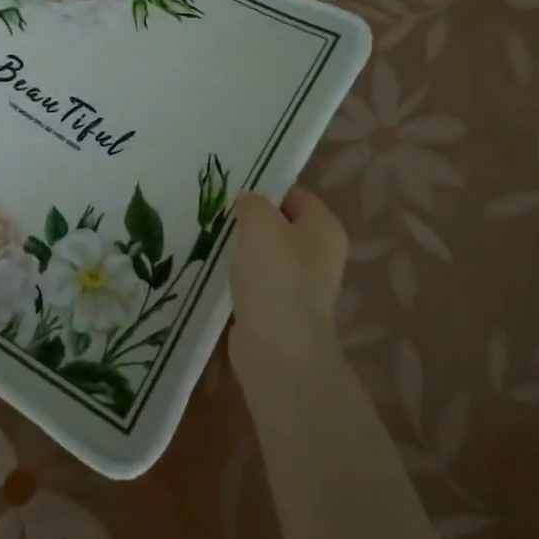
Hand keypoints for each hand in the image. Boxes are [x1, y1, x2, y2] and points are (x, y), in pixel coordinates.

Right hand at [226, 186, 347, 379]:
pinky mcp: (281, 309)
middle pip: (280, 224)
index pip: (294, 194)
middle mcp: (320, 254)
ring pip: (267, 254)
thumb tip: (249, 202)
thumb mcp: (260, 224)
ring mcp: (302, 284)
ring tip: (213, 241)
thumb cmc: (276, 277)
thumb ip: (252, 203)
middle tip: (219, 215)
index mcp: (325, 228)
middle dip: (251, 221)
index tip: (232, 191)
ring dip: (243, 250)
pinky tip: (218, 273)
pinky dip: (240, 277)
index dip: (265, 189)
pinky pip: (258, 282)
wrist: (278, 349)